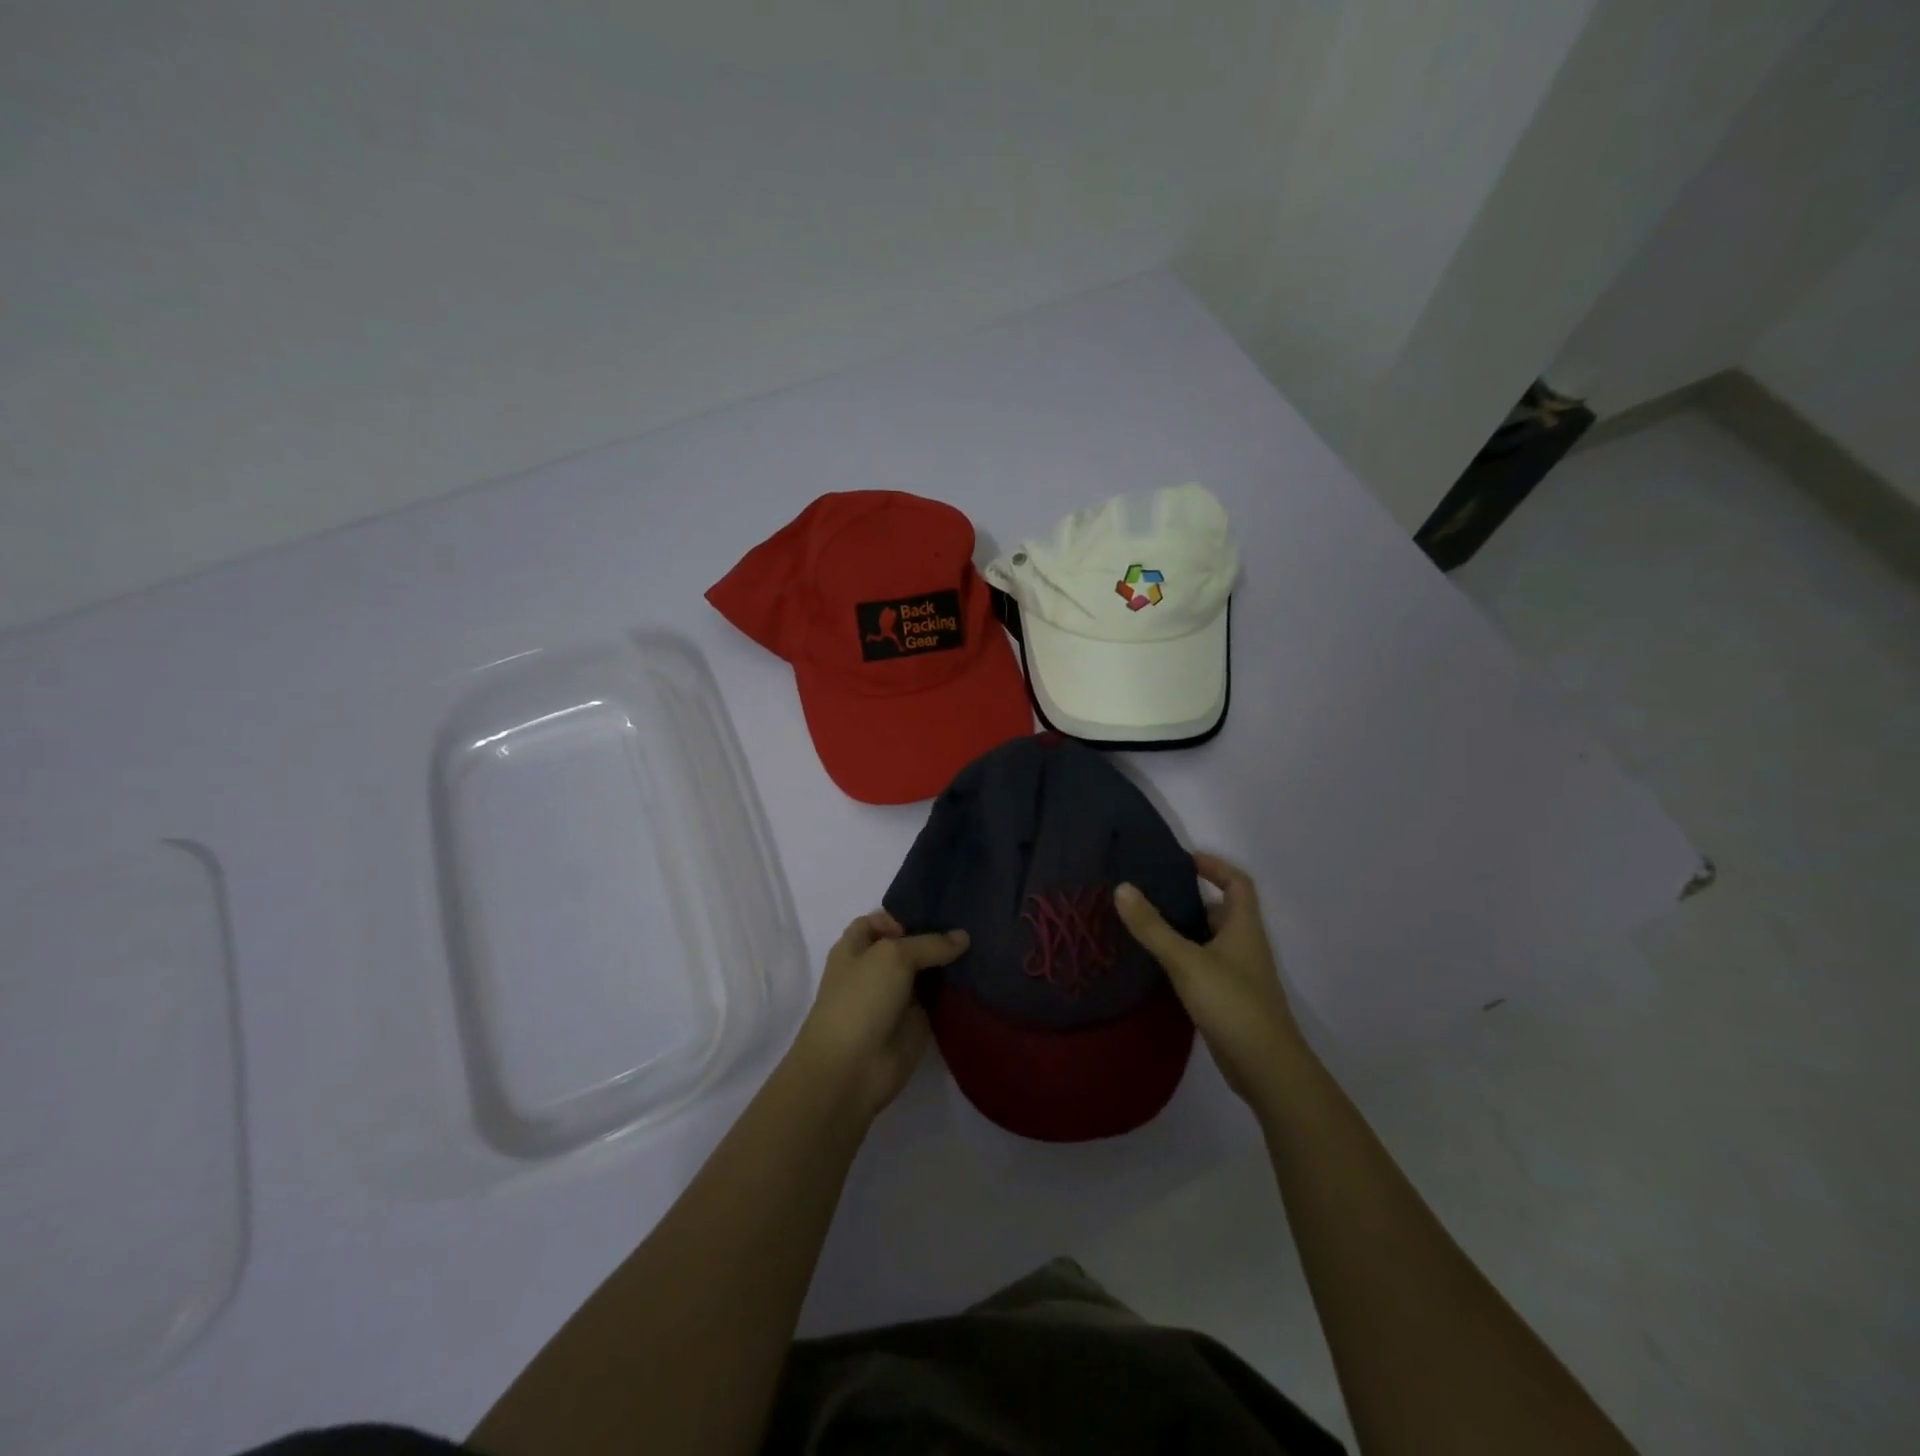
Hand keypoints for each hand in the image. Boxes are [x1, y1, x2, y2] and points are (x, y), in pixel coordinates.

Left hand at [791, 910, 968, 1121]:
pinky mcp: (916, 1022)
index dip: (906, 915)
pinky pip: (939, 1000)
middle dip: (936, 936)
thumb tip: (963, 936)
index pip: (883, 920)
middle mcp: (876, 968)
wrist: (852, 1069)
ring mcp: (897, 996)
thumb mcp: (893, 956)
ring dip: (950, 964)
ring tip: (987, 944)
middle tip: (975, 922)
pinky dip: (956, 991)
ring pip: (927, 972)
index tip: (941, 911)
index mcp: (856, 946)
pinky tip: (982, 977)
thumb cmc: (861, 1000)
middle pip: (910, 945)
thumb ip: (929, 943)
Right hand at [1115, 853, 1302, 1105]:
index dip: (1214, 866)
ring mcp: (1238, 974)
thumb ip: (1152, 926)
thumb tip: (1122, 887)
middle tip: (1150, 892)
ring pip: (1209, 940)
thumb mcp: (1186, 960)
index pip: (1237, 883)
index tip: (1183, 860)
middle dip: (1189, 898)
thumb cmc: (1231, 1003)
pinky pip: (1203, 965)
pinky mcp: (1228, 999)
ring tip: (1144, 923)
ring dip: (1182, 929)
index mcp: (1243, 927)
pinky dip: (1182, 958)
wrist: (1265, 1067)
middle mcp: (1244, 945)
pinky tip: (1155, 964)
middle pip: (1220, 910)